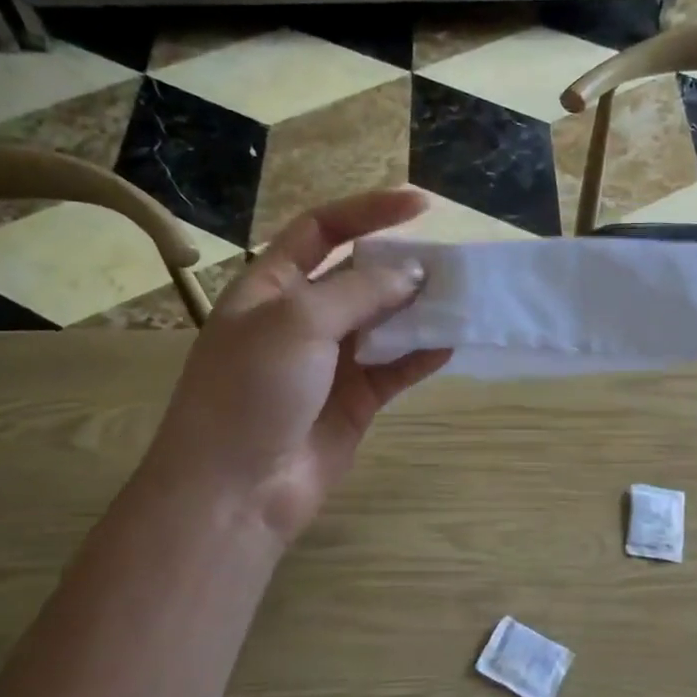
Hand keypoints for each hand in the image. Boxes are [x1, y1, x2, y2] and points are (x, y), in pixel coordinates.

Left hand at [146, 189, 448, 543]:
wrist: (235, 491)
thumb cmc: (251, 389)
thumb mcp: (298, 321)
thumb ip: (359, 291)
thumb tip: (412, 275)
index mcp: (271, 287)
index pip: (321, 229)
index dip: (368, 210)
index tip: (421, 205)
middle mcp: (300, 319)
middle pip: (358, 277)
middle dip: (400, 266)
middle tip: (449, 263)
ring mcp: (329, 363)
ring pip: (383, 323)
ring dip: (418, 310)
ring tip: (461, 298)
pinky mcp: (355, 402)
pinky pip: (395, 368)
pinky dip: (422, 354)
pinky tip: (451, 342)